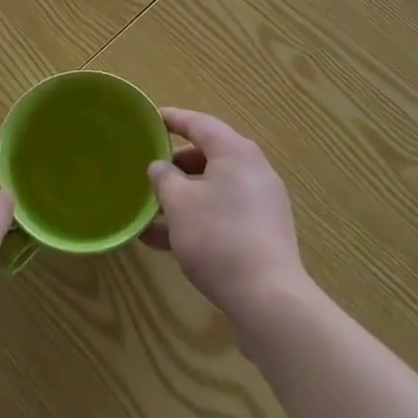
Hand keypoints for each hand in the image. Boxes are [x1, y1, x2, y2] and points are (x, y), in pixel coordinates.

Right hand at [144, 108, 308, 322]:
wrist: (268, 298)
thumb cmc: (218, 238)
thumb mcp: (179, 203)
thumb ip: (164, 178)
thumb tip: (160, 167)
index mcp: (235, 152)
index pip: (199, 124)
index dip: (173, 119)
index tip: (151, 119)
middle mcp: (253, 170)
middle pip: (208, 156)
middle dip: (176, 165)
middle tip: (149, 171)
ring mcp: (261, 203)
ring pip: (214, 189)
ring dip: (183, 198)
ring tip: (149, 213)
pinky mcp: (263, 232)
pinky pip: (223, 213)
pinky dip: (198, 218)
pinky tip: (167, 242)